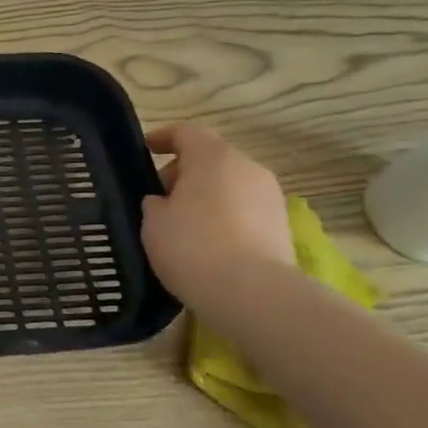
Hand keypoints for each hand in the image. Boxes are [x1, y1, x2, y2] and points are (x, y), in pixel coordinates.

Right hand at [140, 123, 294, 315]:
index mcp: (213, 156)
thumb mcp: (153, 221)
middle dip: (184, 173)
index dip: (163, 137)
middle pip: (211, 158)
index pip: (186, 132)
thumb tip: (164, 201)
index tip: (145, 149)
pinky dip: (225, 217)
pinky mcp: (282, 226)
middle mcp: (247, 167)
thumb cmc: (193, 246)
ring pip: (230, 185)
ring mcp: (270, 197)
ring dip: (207, 196)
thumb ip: (155, 203)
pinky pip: (244, 210)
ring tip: (183, 225)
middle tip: (160, 199)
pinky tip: (208, 243)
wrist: (254, 295)